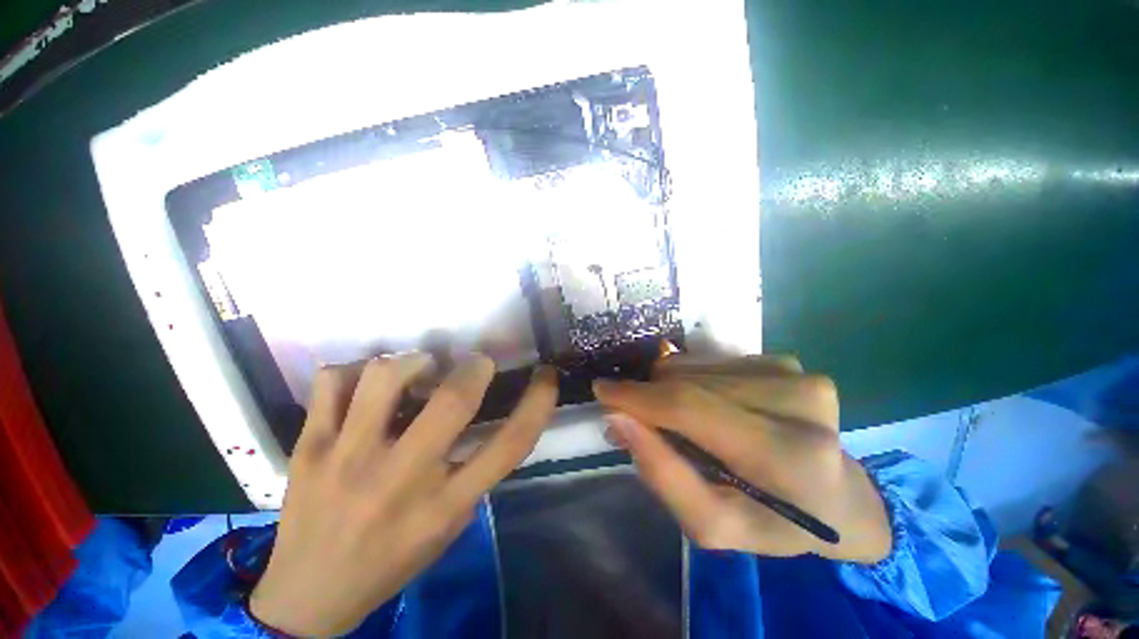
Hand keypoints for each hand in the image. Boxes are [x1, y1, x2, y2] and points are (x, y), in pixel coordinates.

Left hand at [250, 353, 557, 635]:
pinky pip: (334, 381)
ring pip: (386, 377)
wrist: (307, 595)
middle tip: (476, 363)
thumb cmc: (391, 560)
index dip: (539, 402)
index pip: (510, 444)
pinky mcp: (309, 446)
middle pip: (453, 401)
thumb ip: (475, 472)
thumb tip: (490, 413)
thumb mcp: (449, 526)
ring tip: (421, 367)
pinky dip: (358, 369)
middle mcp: (400, 479)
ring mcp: (347, 459)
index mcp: (444, 505)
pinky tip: (367, 382)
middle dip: (475, 367)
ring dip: (416, 360)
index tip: (545, 376)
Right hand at [594, 355, 890, 563]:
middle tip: (639, 421)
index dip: (638, 397)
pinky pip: (710, 361)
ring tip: (680, 420)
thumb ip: (662, 473)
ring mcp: (795, 373)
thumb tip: (618, 418)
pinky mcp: (786, 361)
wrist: (837, 496)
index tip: (602, 391)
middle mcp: (797, 402)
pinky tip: (708, 405)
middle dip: (650, 398)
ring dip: (671, 390)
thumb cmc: (772, 521)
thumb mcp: (711, 523)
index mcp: (786, 457)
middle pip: (687, 383)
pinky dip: (693, 380)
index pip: (691, 408)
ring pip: (693, 367)